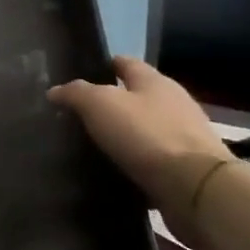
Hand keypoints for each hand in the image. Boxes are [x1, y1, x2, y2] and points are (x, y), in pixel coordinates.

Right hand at [48, 56, 233, 244]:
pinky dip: (135, 161)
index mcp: (154, 81)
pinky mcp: (186, 166)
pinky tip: (115, 169)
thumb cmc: (145, 134)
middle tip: (79, 114)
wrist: (195, 186)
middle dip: (112, 102)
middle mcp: (173, 103)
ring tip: (93, 144)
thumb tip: (55, 90)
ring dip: (124, 133)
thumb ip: (76, 93)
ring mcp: (183, 135)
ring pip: (145, 127)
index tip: (80, 75)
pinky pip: (153, 158)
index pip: (126, 63)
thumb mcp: (100, 105)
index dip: (104, 65)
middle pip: (138, 95)